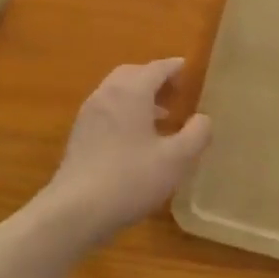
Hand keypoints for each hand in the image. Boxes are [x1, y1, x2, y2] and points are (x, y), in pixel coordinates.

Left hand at [42, 59, 211, 245]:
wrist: (75, 210)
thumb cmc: (130, 179)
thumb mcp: (175, 160)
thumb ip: (196, 135)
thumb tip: (203, 118)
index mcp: (131, 92)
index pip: (157, 68)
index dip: (175, 67)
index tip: (189, 70)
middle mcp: (107, 94)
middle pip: (133, 74)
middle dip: (154, 79)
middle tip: (175, 93)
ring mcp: (89, 114)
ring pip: (117, 92)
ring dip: (139, 97)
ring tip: (161, 117)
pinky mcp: (79, 134)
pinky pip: (106, 110)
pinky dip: (124, 112)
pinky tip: (136, 139)